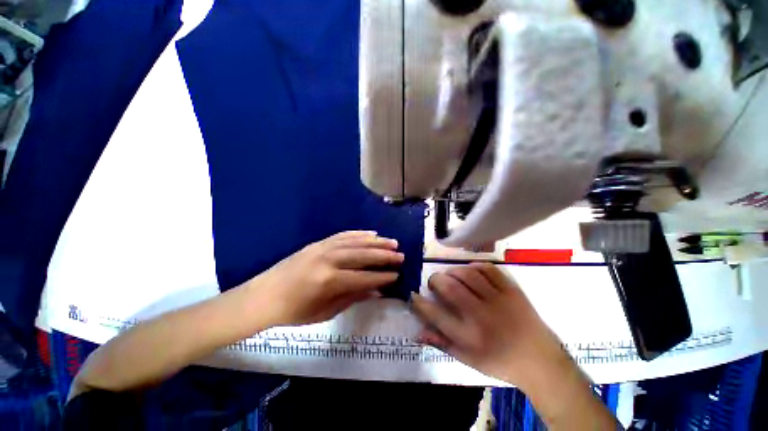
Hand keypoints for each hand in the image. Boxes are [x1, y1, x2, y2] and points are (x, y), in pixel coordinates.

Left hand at [249, 231, 403, 325]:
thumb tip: (375, 290)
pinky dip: (359, 234)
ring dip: (376, 242)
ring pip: (355, 242)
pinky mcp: (318, 243)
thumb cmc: (294, 311)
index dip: (381, 277)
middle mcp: (328, 260)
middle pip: (362, 255)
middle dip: (384, 256)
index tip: (396, 275)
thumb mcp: (325, 312)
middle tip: (401, 255)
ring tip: (392, 242)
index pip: (363, 278)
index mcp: (329, 282)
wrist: (264, 295)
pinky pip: (342, 235)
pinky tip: (371, 233)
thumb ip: (352, 298)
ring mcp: (322, 248)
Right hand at [411, 263, 568, 391]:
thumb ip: (442, 343)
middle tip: (434, 282)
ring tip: (449, 275)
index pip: (435, 314)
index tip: (414, 295)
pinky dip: (474, 266)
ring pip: (467, 275)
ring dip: (452, 271)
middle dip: (435, 280)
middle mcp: (481, 316)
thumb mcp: (468, 359)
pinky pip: (489, 269)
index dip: (419, 302)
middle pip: (450, 288)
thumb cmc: (499, 361)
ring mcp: (498, 300)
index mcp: (469, 336)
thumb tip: (417, 332)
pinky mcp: (511, 290)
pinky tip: (469, 271)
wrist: (541, 361)